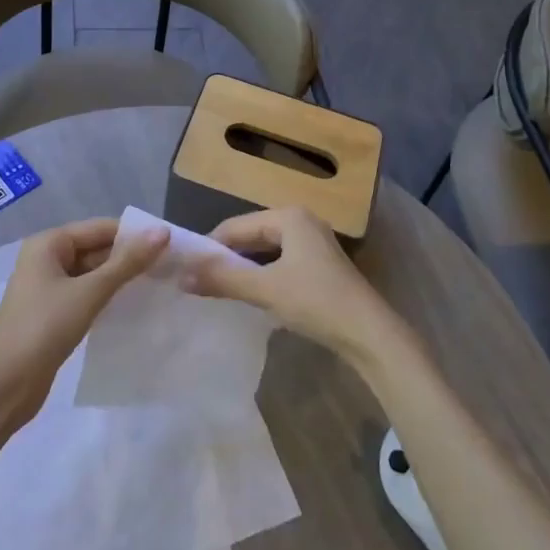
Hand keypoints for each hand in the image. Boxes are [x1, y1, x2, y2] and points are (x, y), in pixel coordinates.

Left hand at [0, 218, 167, 424]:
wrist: (5, 386)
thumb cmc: (44, 328)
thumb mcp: (90, 292)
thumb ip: (127, 262)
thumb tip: (162, 231)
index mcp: (49, 243)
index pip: (101, 228)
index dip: (134, 235)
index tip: (170, 245)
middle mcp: (46, 258)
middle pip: (96, 248)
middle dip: (130, 257)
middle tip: (170, 267)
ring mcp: (48, 287)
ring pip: (93, 273)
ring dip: (121, 278)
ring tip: (159, 284)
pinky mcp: (53, 312)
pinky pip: (86, 294)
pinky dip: (108, 296)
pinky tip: (133, 305)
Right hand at [183, 208, 405, 365]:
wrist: (370, 333)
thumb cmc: (316, 301)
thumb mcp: (265, 289)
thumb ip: (223, 279)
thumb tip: (180, 275)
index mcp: (288, 216)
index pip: (235, 226)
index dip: (209, 247)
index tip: (184, 268)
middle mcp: (301, 220)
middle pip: (250, 234)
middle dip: (226, 257)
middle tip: (197, 279)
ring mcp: (313, 242)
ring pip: (265, 249)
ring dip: (243, 267)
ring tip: (217, 287)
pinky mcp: (319, 264)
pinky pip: (279, 261)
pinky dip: (261, 274)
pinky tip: (250, 293)